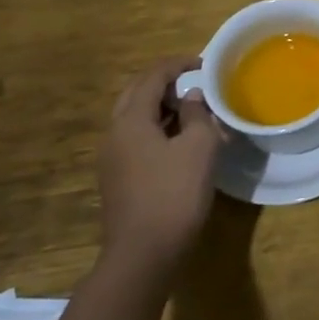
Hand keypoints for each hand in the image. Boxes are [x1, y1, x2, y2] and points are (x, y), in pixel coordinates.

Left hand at [99, 56, 226, 276]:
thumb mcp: (199, 147)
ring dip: (162, 106)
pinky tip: (181, 142)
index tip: (205, 64)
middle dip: (165, 83)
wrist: (144, 255)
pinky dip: (158, 128)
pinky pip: (137, 139)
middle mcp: (114, 134)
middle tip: (196, 84)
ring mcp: (113, 159)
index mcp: (131, 120)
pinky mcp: (118, 179)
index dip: (179, 65)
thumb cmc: (174, 193)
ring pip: (135, 118)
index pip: (152, 77)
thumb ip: (197, 114)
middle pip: (137, 94)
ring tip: (193, 111)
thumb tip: (192, 98)